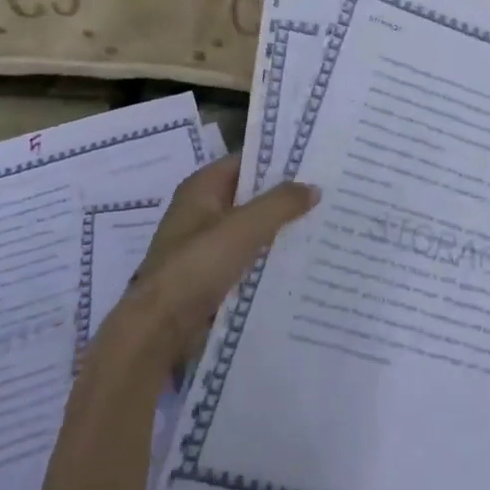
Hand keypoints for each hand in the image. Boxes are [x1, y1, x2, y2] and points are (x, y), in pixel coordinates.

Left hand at [100, 156, 317, 373]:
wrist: (160, 329)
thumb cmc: (197, 266)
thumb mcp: (244, 227)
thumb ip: (280, 204)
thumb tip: (313, 187)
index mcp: (201, 189)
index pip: (245, 162)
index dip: (278, 160)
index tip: (316, 163)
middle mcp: (202, 212)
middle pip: (251, 196)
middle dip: (285, 197)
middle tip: (329, 195)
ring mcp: (206, 246)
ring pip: (252, 229)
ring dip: (281, 230)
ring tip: (324, 226)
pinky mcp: (213, 276)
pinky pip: (249, 258)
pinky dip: (271, 257)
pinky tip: (303, 260)